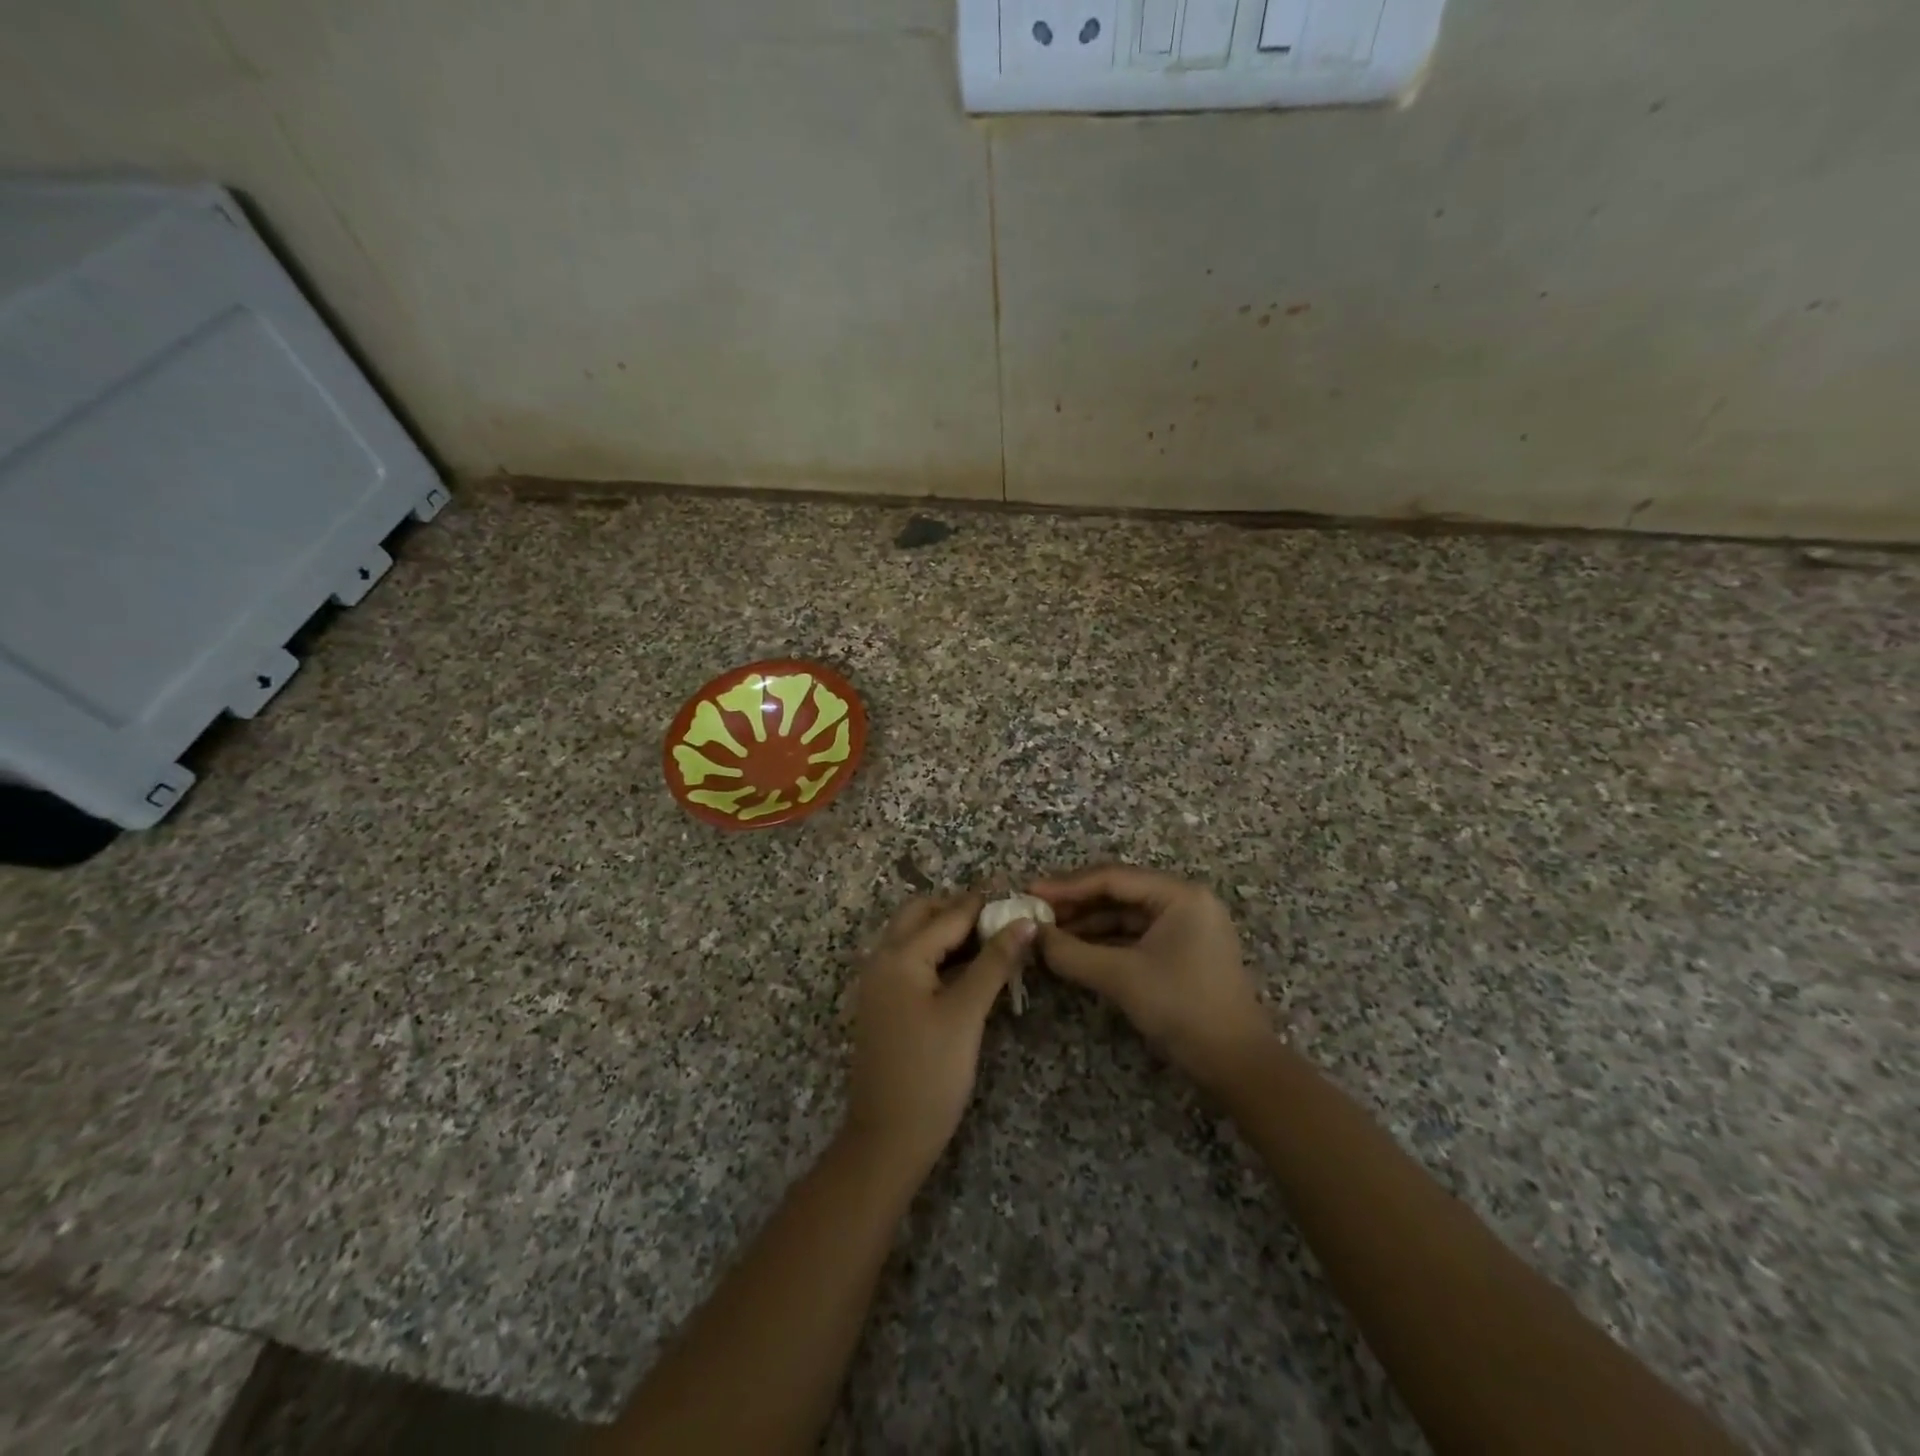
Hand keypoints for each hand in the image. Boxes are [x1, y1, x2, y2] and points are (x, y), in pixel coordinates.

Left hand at [843, 893, 1032, 1178]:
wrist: (887, 1138)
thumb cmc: (930, 1074)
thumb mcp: (967, 1014)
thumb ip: (995, 962)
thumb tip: (1025, 922)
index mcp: (900, 955)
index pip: (949, 914)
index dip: (985, 902)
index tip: (1018, 892)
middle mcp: (882, 958)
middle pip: (922, 914)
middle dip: (961, 909)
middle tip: (1003, 918)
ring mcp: (879, 981)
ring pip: (915, 936)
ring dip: (949, 931)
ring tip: (994, 939)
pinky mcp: (884, 1002)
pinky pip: (912, 961)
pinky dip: (939, 954)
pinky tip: (970, 967)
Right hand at [1031, 865, 1270, 1089]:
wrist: (1236, 1064)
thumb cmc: (1182, 1007)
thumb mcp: (1120, 977)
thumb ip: (1071, 953)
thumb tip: (1032, 936)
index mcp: (1179, 895)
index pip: (1113, 878)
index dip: (1067, 885)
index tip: (1030, 892)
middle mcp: (1184, 901)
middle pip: (1119, 892)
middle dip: (1075, 904)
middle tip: (1036, 912)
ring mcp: (1185, 926)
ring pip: (1125, 915)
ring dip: (1087, 924)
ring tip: (1048, 933)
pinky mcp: (1181, 951)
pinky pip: (1135, 935)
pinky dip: (1104, 942)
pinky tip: (1074, 950)